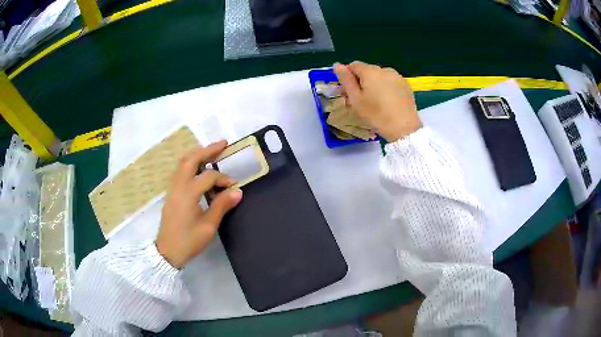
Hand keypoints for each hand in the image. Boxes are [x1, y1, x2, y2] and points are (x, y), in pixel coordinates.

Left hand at [155, 140, 242, 268]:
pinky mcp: (171, 193)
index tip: (234, 188)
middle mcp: (178, 185)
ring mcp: (172, 188)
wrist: (167, 252)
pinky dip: (190, 163)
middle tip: (223, 144)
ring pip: (183, 163)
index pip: (209, 176)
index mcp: (188, 193)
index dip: (224, 179)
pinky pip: (179, 171)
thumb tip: (237, 191)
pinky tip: (198, 168)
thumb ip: (221, 206)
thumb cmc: (188, 241)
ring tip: (211, 152)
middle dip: (207, 149)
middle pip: (191, 159)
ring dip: (197, 154)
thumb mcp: (208, 226)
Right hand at [333, 61, 421, 141]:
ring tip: (374, 102)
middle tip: (358, 99)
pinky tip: (387, 102)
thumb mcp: (356, 99)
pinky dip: (386, 88)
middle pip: (367, 70)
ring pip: (380, 77)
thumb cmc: (376, 115)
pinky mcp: (406, 86)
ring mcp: (397, 77)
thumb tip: (337, 65)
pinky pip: (391, 82)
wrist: (404, 128)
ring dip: (373, 84)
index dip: (347, 76)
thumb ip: (346, 80)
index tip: (346, 90)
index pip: (353, 65)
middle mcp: (385, 69)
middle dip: (360, 81)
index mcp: (370, 71)